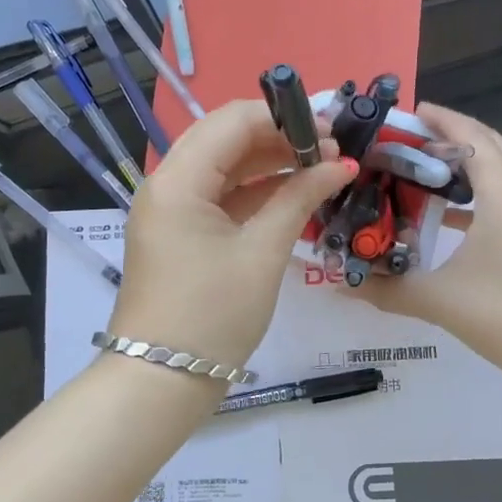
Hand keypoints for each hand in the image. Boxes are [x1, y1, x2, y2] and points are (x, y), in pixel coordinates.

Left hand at [108, 99, 353, 370]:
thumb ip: (299, 198)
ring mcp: (171, 208)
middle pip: (226, 138)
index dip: (283, 118)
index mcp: (177, 180)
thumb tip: (340, 164)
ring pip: (224, 165)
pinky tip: (295, 192)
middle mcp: (167, 183)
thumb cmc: (213, 316)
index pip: (231, 121)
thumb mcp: (262, 253)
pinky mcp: (179, 231)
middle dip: (279, 137)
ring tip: (320, 168)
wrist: (161, 383)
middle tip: (330, 150)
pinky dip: (255, 190)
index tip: (330, 131)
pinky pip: (219, 195)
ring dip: (269, 162)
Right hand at [360, 103, 501, 383]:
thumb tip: (342, 286)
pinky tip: (459, 217)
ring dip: (473, 164)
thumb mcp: (440, 300)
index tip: (411, 111)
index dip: (441, 120)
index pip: (471, 137)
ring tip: (430, 172)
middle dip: (455, 136)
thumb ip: (388, 288)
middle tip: (413, 141)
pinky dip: (488, 191)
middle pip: (492, 145)